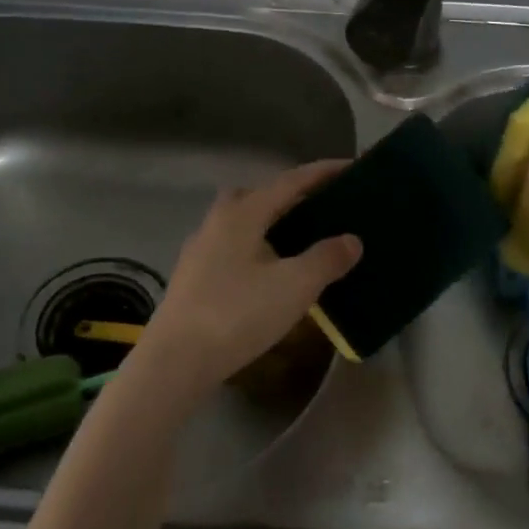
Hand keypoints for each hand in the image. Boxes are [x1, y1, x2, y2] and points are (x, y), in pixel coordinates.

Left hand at [132, 161, 361, 399]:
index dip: (322, 173)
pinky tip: (269, 273)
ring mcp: (200, 249)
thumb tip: (352, 239)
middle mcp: (217, 221)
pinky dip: (257, 248)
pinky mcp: (193, 277)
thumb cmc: (238, 314)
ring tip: (301, 242)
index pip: (290, 181)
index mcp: (242, 213)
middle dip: (291, 196)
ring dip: (271, 224)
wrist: (176, 360)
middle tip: (321, 207)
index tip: (351, 168)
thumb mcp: (294, 286)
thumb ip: (326, 259)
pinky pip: (233, 247)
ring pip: (242, 223)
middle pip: (259, 196)